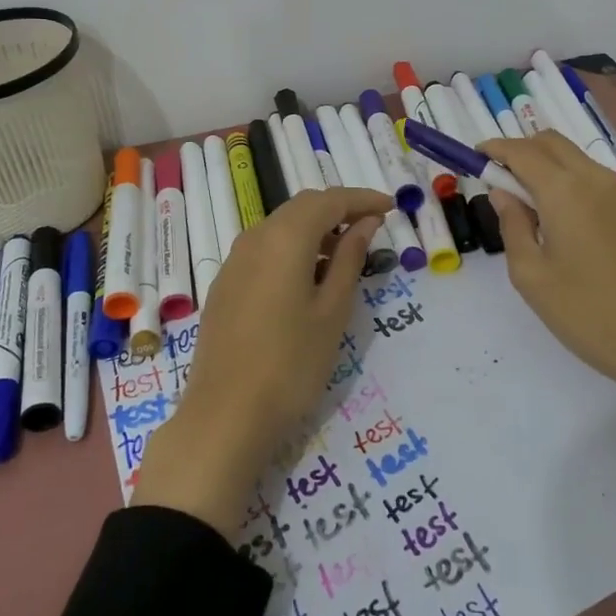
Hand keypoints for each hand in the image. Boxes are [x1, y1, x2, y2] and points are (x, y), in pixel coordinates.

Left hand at [132, 186, 389, 535]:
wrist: (224, 417)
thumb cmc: (290, 364)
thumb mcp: (332, 311)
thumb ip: (349, 259)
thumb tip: (365, 223)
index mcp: (284, 237)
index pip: (329, 200)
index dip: (362, 199)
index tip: (391, 207)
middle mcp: (255, 237)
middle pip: (302, 207)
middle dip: (339, 209)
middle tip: (372, 226)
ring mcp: (234, 261)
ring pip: (281, 226)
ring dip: (315, 228)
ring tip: (345, 252)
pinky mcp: (225, 284)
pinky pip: (264, 248)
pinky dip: (292, 248)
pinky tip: (307, 276)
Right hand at [481, 131, 615, 487]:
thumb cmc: (588, 313)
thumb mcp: (531, 276)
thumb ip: (513, 226)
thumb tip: (504, 194)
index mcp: (564, 190)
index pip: (521, 151)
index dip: (494, 149)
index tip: (473, 157)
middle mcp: (594, 180)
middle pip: (551, 143)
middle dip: (519, 150)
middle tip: (497, 179)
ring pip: (575, 159)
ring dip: (545, 165)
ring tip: (526, 203)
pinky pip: (593, 181)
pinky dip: (568, 182)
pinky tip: (562, 223)